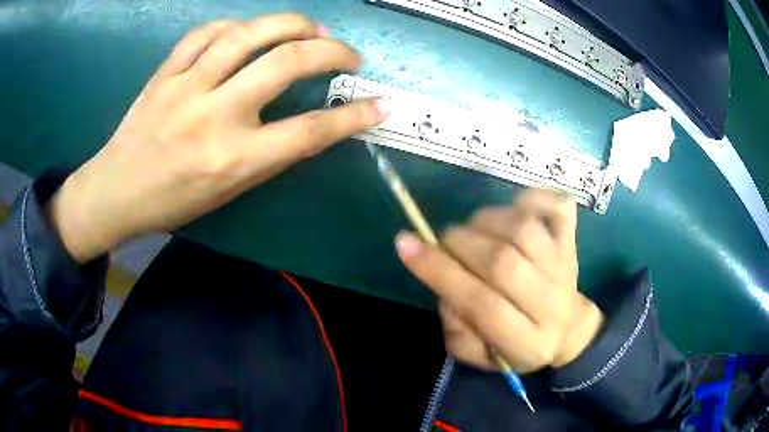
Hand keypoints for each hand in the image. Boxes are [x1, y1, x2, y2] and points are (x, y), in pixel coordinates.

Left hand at [47, 14, 388, 262]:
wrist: (117, 190)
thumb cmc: (174, 201)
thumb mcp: (229, 190)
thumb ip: (269, 155)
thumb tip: (311, 126)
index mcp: (233, 160)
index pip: (309, 131)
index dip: (353, 115)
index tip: (380, 104)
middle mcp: (214, 117)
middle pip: (286, 64)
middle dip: (331, 51)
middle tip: (347, 54)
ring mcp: (186, 87)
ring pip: (248, 34)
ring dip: (291, 24)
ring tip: (310, 29)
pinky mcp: (166, 72)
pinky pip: (206, 32)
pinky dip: (236, 24)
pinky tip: (250, 29)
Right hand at [396, 189, 603, 372]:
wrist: (566, 330)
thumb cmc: (514, 346)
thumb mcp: (476, 355)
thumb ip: (456, 328)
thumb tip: (443, 281)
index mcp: (527, 343)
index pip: (482, 305)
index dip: (440, 272)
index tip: (405, 244)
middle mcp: (551, 304)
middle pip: (502, 262)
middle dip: (459, 245)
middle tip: (444, 244)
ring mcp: (565, 268)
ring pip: (522, 230)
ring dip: (485, 222)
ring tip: (474, 232)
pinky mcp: (572, 243)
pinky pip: (558, 208)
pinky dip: (533, 198)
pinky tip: (515, 208)